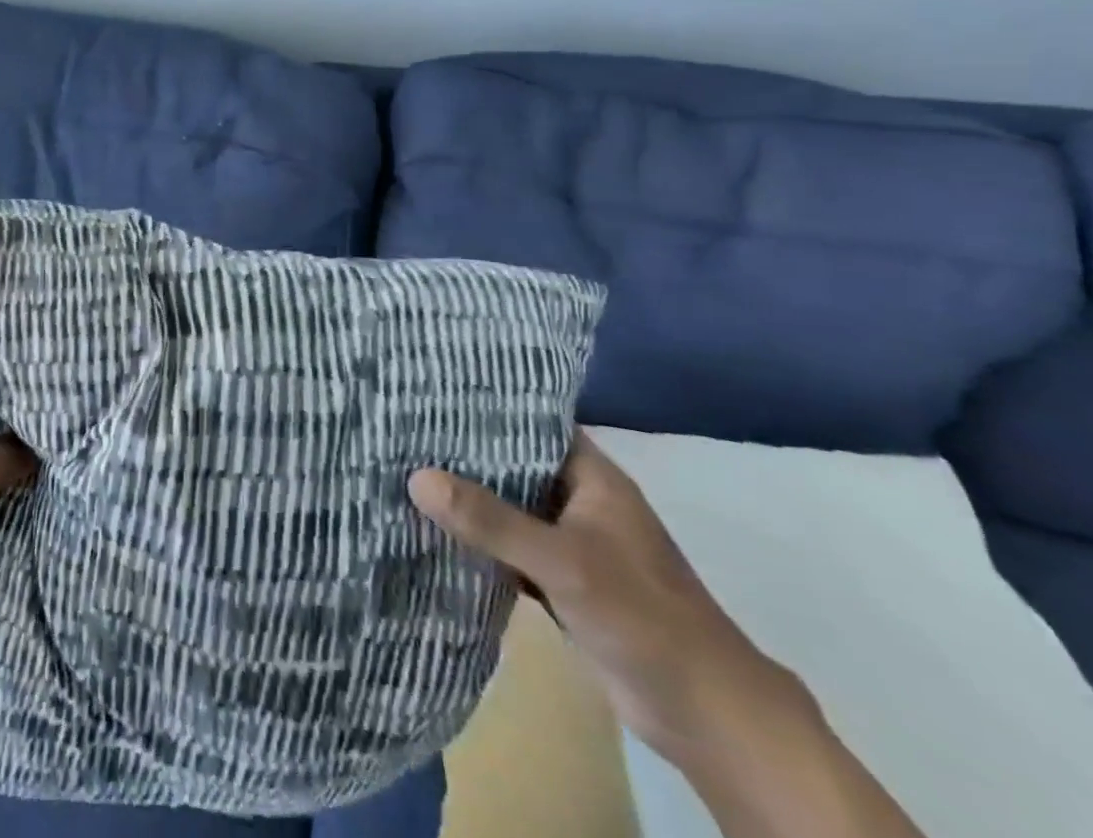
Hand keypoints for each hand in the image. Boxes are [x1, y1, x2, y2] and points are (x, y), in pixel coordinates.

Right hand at [408, 434, 807, 762]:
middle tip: (403, 431)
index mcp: (593, 477)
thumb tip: (416, 477)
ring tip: (406, 471)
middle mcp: (581, 500)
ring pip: (510, 508)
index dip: (485, 406)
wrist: (708, 717)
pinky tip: (435, 532)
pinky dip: (480, 543)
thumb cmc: (643, 617)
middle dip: (465, 454)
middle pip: (514, 464)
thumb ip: (491, 520)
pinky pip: (511, 549)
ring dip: (470, 500)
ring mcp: (573, 543)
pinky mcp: (564, 583)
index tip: (430, 392)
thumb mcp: (562, 561)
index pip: (531, 422)